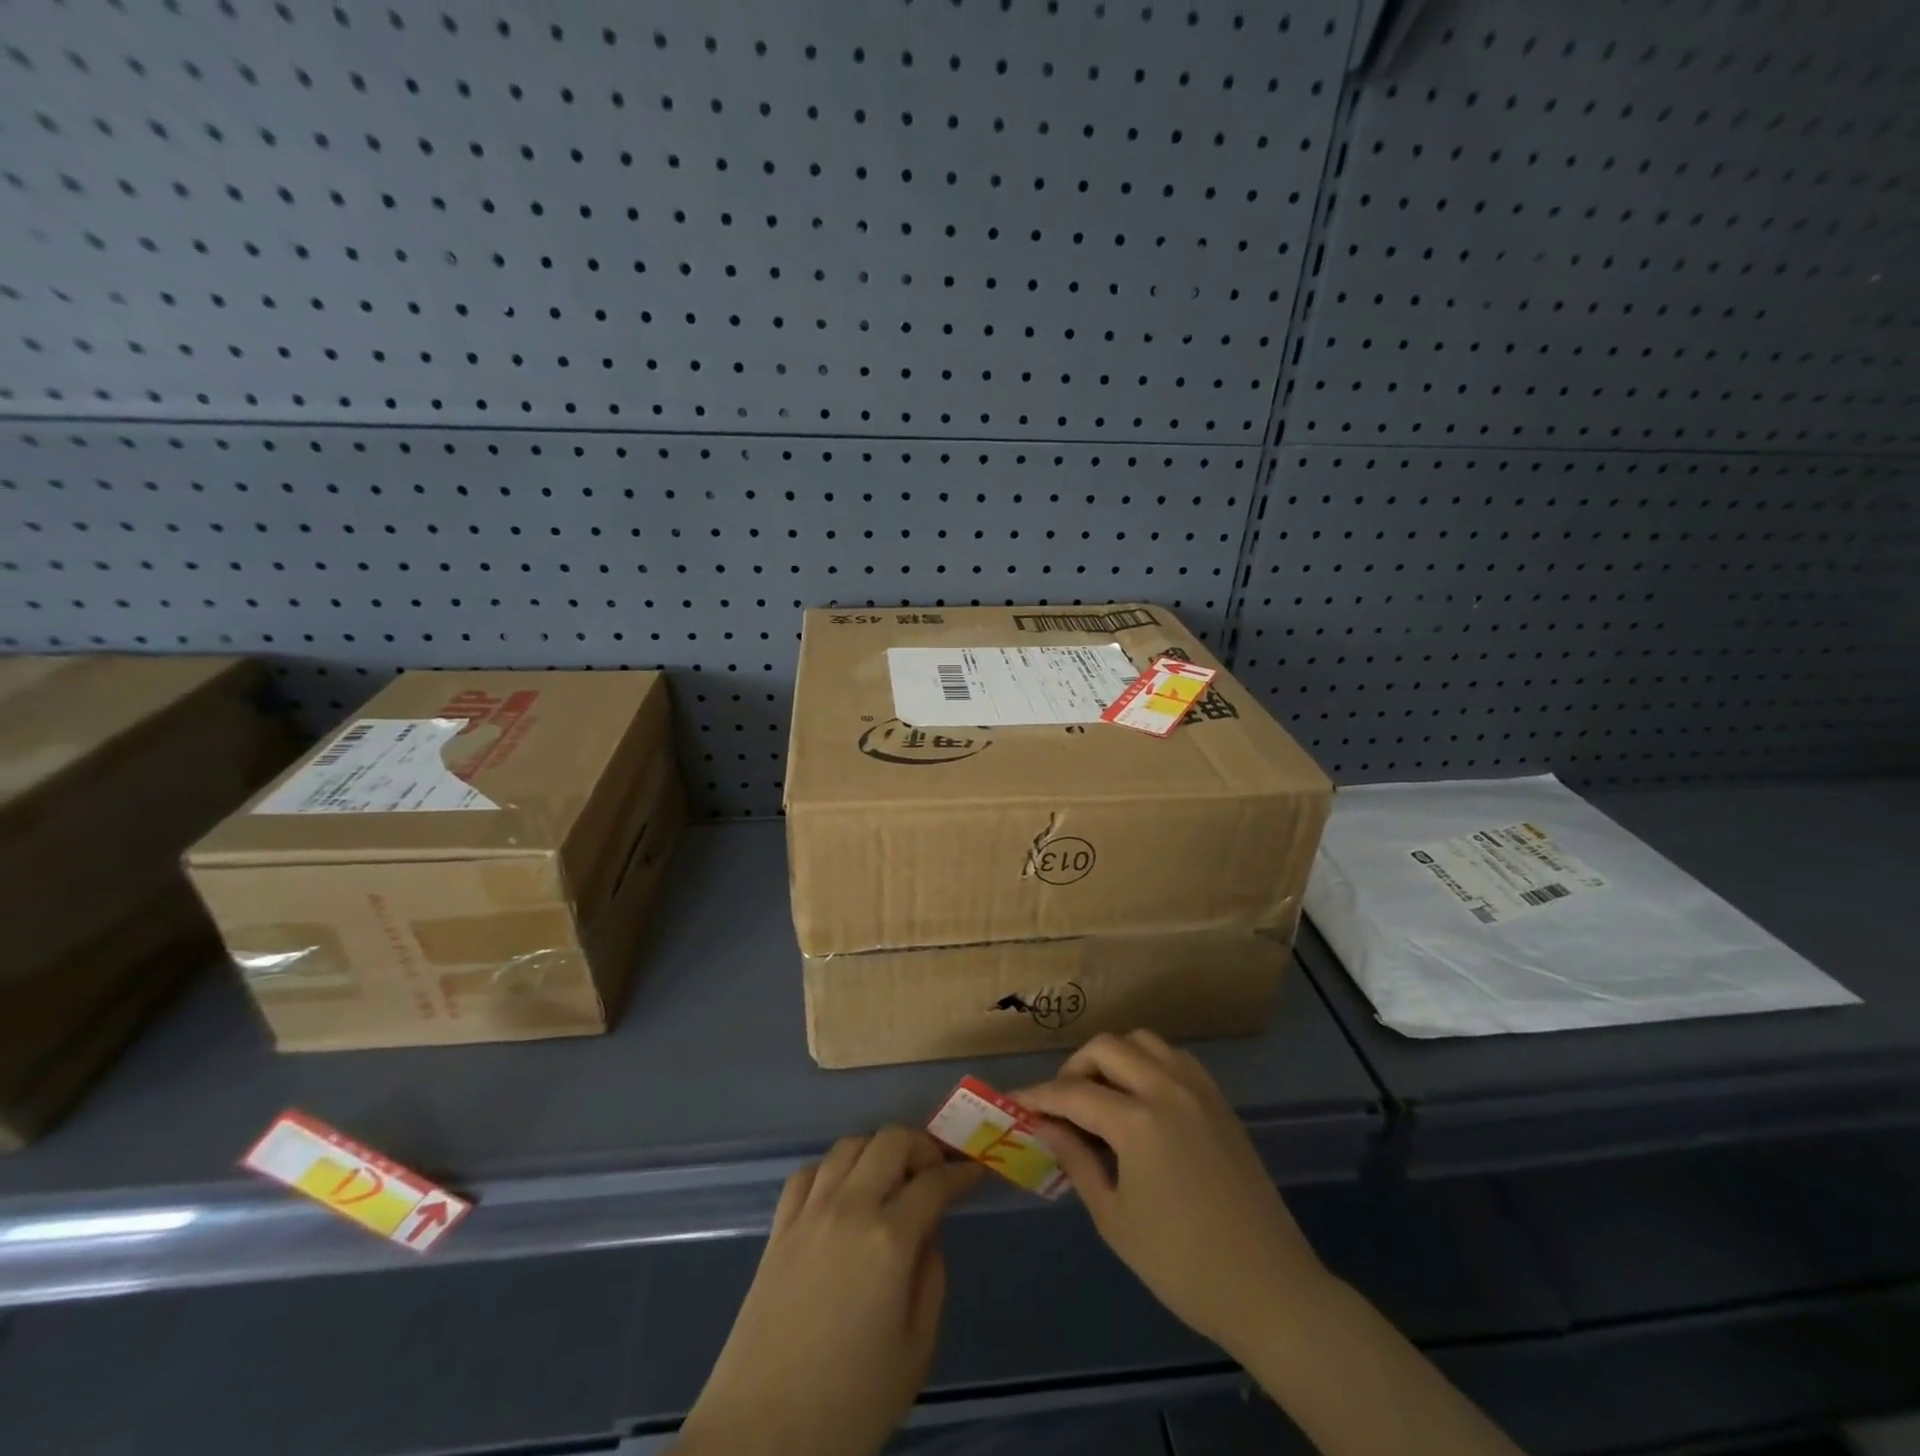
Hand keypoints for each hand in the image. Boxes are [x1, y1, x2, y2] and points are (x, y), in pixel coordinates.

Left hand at [675, 1128, 984, 1455]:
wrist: (760, 1438)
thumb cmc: (848, 1406)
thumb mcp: (915, 1354)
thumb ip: (931, 1281)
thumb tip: (927, 1236)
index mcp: (889, 1241)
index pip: (934, 1182)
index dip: (960, 1173)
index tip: (974, 1173)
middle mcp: (850, 1209)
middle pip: (890, 1141)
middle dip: (921, 1146)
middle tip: (934, 1172)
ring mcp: (809, 1213)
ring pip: (849, 1145)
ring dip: (877, 1151)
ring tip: (890, 1179)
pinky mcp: (778, 1228)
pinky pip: (809, 1172)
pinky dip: (833, 1169)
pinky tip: (841, 1195)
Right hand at [1016, 1031, 1327, 1357]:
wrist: (1270, 1289)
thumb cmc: (1183, 1265)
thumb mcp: (1115, 1219)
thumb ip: (1077, 1161)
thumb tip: (1047, 1126)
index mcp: (1138, 1121)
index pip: (1072, 1093)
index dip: (1038, 1096)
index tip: (1015, 1102)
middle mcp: (1166, 1089)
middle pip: (1106, 1048)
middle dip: (1074, 1068)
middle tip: (1061, 1104)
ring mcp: (1197, 1089)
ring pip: (1142, 1042)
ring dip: (1113, 1058)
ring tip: (1101, 1097)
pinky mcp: (1218, 1100)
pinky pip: (1173, 1057)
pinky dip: (1147, 1064)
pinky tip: (1141, 1101)